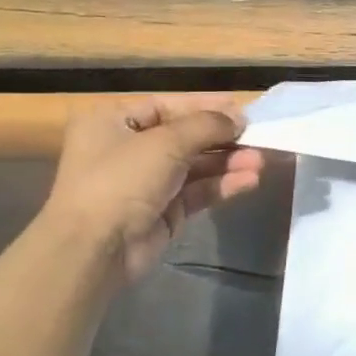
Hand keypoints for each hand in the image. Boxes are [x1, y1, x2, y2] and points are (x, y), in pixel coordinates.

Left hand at [39, 94, 264, 285]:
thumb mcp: (166, 142)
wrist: (96, 248)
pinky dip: (223, 184)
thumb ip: (207, 125)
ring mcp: (147, 182)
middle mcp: (128, 148)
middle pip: (186, 136)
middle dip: (222, 138)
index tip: (243, 110)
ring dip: (228, 162)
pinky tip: (249, 181)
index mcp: (113, 122)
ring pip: (196, 165)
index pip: (168, 106)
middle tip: (258, 137)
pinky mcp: (164, 210)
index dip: (206, 107)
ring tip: (260, 162)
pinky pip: (198, 191)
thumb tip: (239, 118)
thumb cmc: (121, 180)